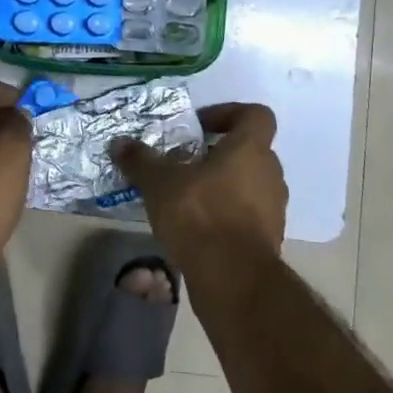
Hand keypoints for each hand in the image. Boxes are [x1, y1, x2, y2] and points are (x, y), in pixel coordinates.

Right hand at [111, 103, 286, 267]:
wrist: (233, 279)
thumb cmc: (200, 215)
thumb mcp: (160, 183)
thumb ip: (141, 160)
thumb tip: (119, 143)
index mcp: (250, 149)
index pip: (256, 115)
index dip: (230, 113)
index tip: (200, 126)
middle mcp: (270, 173)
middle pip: (251, 150)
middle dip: (220, 153)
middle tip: (187, 162)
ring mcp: (274, 208)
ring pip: (250, 184)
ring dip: (224, 185)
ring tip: (188, 196)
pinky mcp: (268, 239)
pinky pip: (248, 214)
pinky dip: (228, 213)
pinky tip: (198, 227)